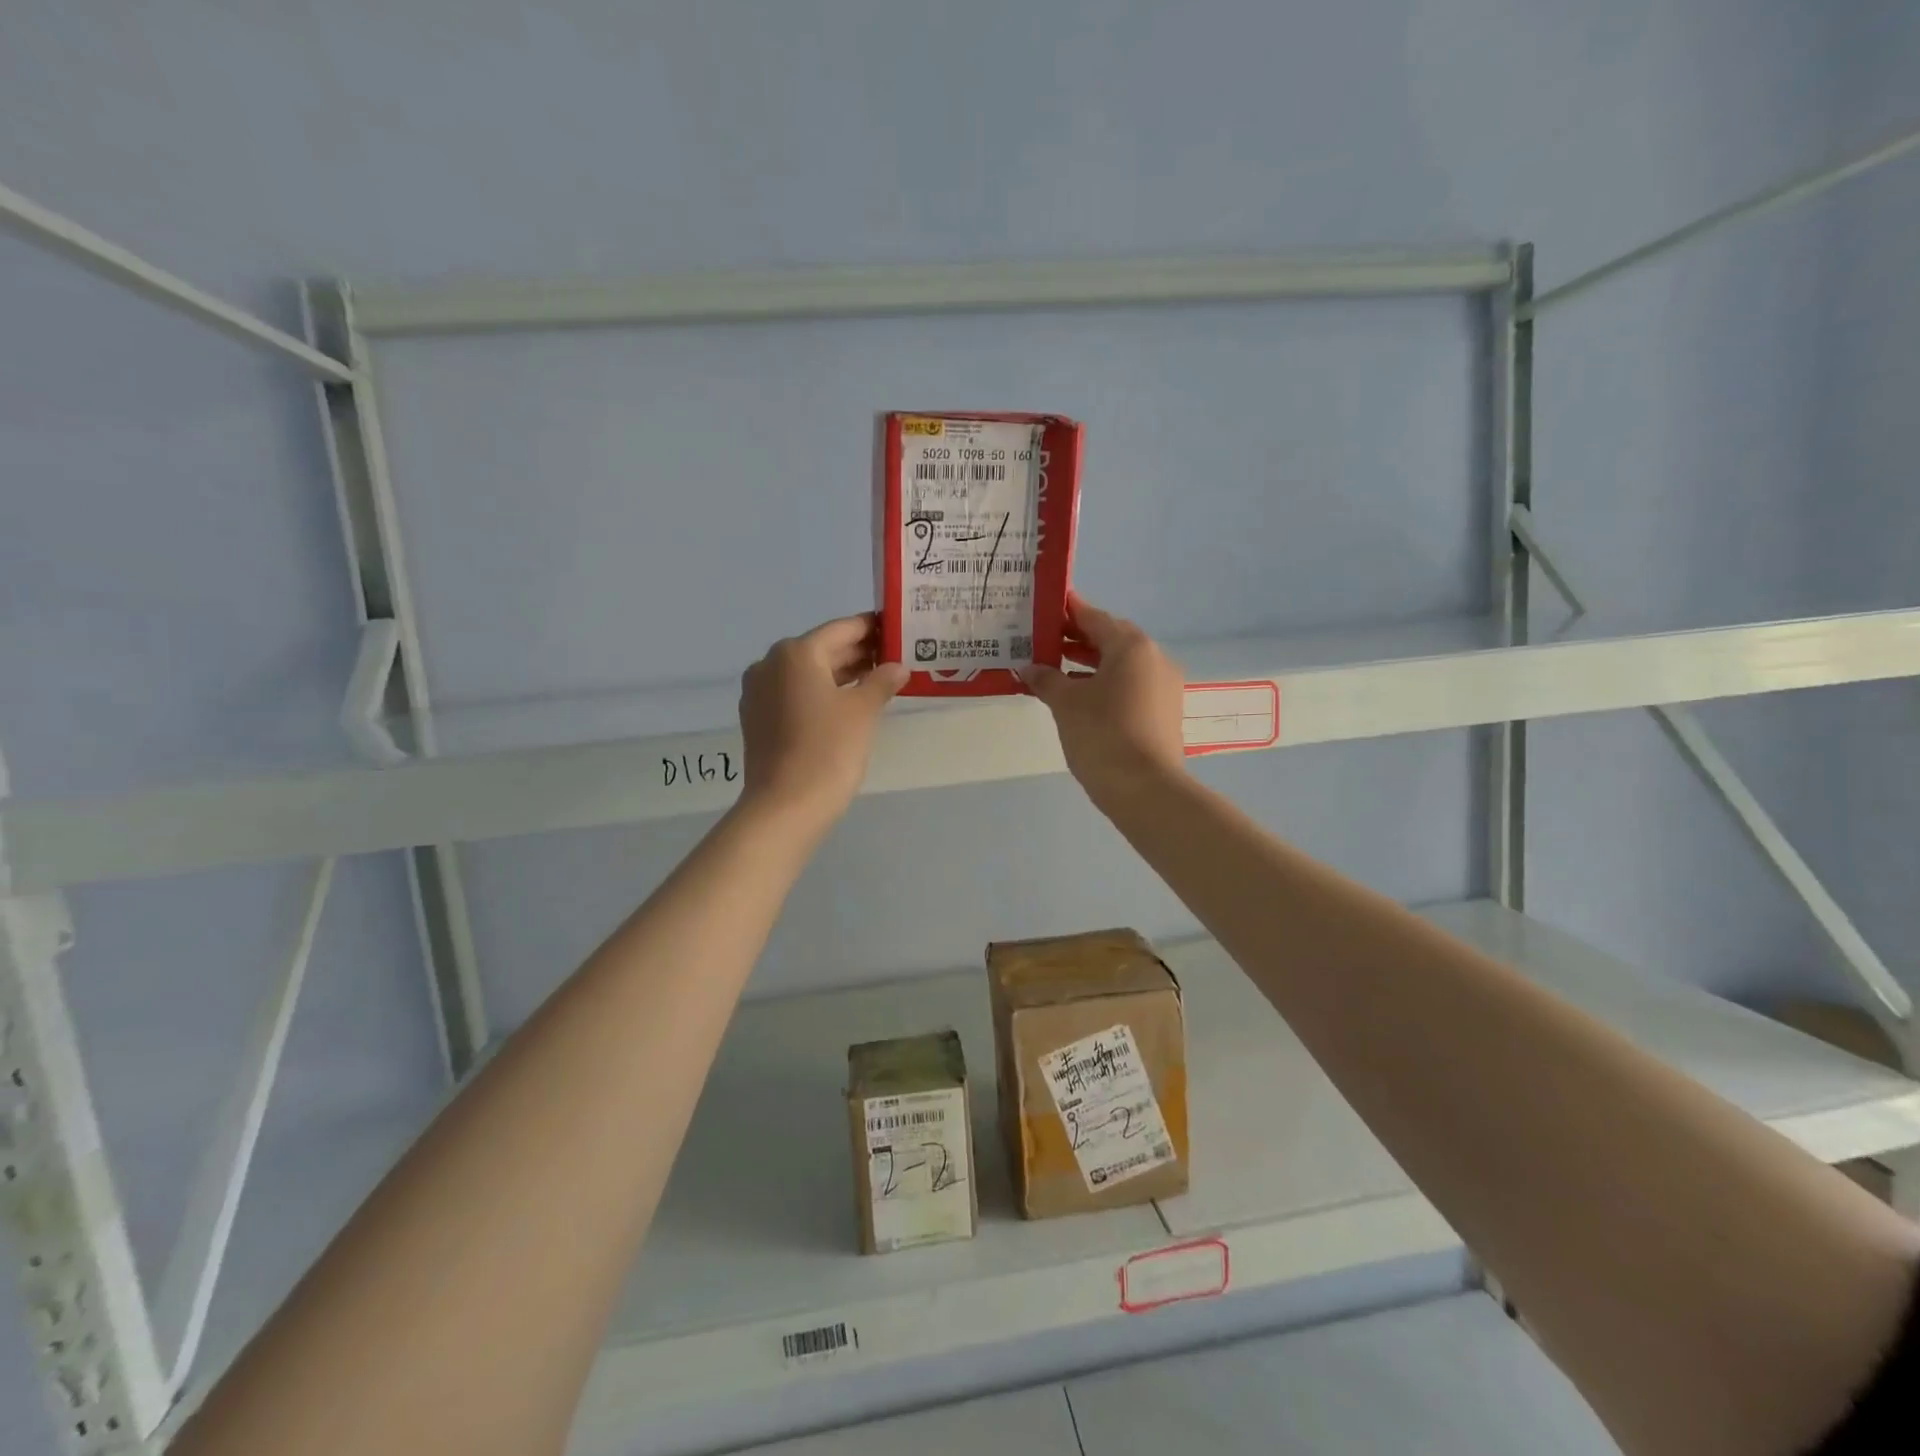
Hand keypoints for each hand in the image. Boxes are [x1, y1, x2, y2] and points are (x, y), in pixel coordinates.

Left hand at [737, 614, 908, 826]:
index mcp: (796, 653)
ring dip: (840, 674)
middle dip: (857, 653)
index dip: (871, 628)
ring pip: (808, 673)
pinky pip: (794, 694)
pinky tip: (846, 705)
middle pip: (823, 649)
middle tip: (894, 657)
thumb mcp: (863, 711)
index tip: (895, 629)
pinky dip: (820, 693)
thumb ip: (881, 681)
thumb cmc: (828, 750)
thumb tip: (897, 667)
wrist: (785, 806)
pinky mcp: (758, 718)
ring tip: (878, 681)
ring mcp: (759, 692)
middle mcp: (770, 664)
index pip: (842, 629)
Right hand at [1020, 592, 1186, 810]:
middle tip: (1043, 642)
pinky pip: (1129, 685)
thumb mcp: (1066, 703)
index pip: (1094, 617)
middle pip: (1110, 639)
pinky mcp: (1163, 711)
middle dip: (1077, 639)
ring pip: (1121, 665)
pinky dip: (1104, 684)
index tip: (1045, 608)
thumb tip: (1029, 668)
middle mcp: (1153, 658)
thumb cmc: (1102, 735)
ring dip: (1089, 664)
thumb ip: (1046, 679)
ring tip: (1054, 670)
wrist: (1145, 789)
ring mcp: (1163, 686)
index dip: (1068, 612)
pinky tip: (1078, 698)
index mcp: (1131, 646)